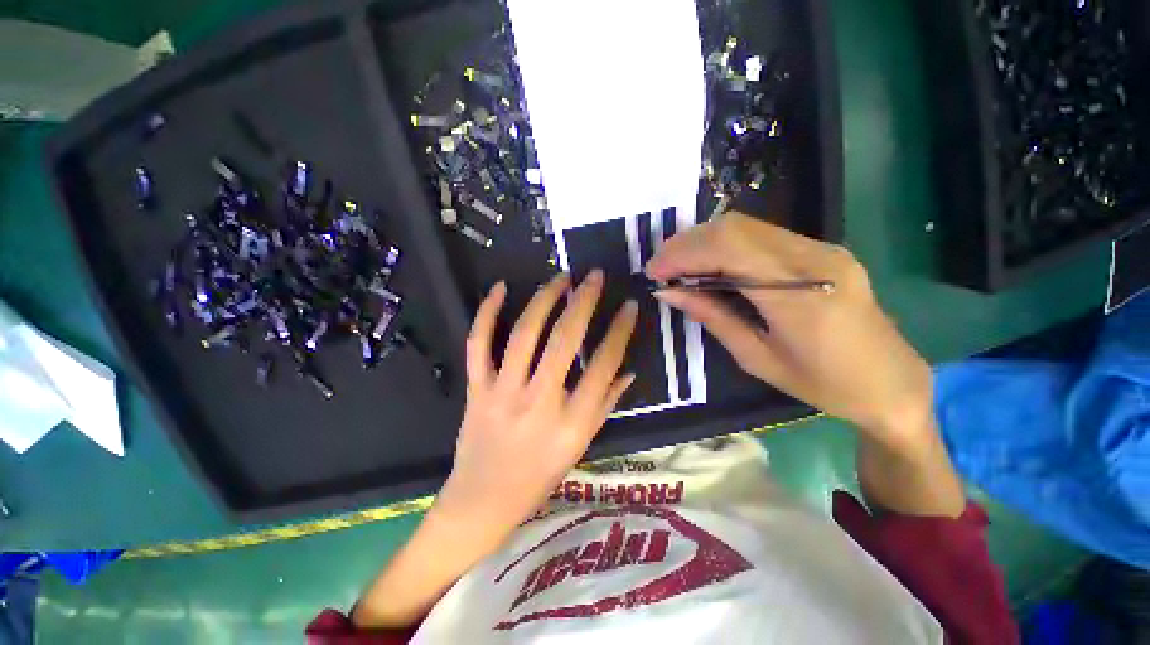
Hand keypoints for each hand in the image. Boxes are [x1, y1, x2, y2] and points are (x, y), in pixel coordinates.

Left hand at [436, 270, 637, 530]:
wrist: (483, 501)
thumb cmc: (539, 477)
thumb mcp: (581, 446)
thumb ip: (605, 405)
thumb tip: (628, 371)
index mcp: (572, 422)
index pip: (604, 365)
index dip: (620, 331)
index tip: (629, 306)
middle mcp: (539, 402)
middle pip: (565, 340)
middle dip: (584, 301)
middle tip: (595, 276)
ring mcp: (503, 393)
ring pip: (525, 334)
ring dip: (544, 299)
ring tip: (560, 277)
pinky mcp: (475, 389)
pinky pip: (478, 344)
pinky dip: (487, 313)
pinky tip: (500, 288)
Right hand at [646, 212, 932, 450]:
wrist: (892, 381)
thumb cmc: (824, 384)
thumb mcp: (758, 359)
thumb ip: (713, 317)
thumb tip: (670, 292)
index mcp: (801, 296)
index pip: (729, 250)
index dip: (683, 253)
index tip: (654, 272)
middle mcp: (814, 259)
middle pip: (735, 228)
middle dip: (686, 243)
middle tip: (660, 267)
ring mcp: (821, 249)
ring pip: (746, 225)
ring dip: (702, 240)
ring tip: (677, 265)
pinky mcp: (821, 249)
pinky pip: (760, 235)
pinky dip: (724, 244)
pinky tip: (708, 263)